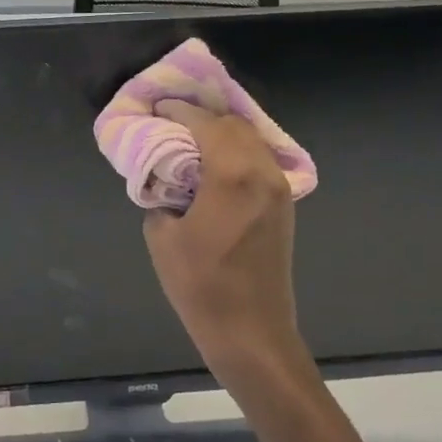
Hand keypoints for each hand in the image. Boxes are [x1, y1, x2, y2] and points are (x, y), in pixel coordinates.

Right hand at [142, 100, 313, 388]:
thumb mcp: (162, 235)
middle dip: (202, 118)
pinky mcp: (285, 206)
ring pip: (251, 140)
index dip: (178, 111)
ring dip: (222, 134)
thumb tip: (166, 180)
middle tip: (171, 124)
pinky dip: (237, 152)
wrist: (252, 333)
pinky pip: (260, 161)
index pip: (204, 123)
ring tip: (191, 141)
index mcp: (232, 174)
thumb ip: (161, 195)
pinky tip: (215, 165)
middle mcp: (262, 172)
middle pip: (233, 124)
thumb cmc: (201, 285)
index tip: (157, 108)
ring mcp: (279, 189)